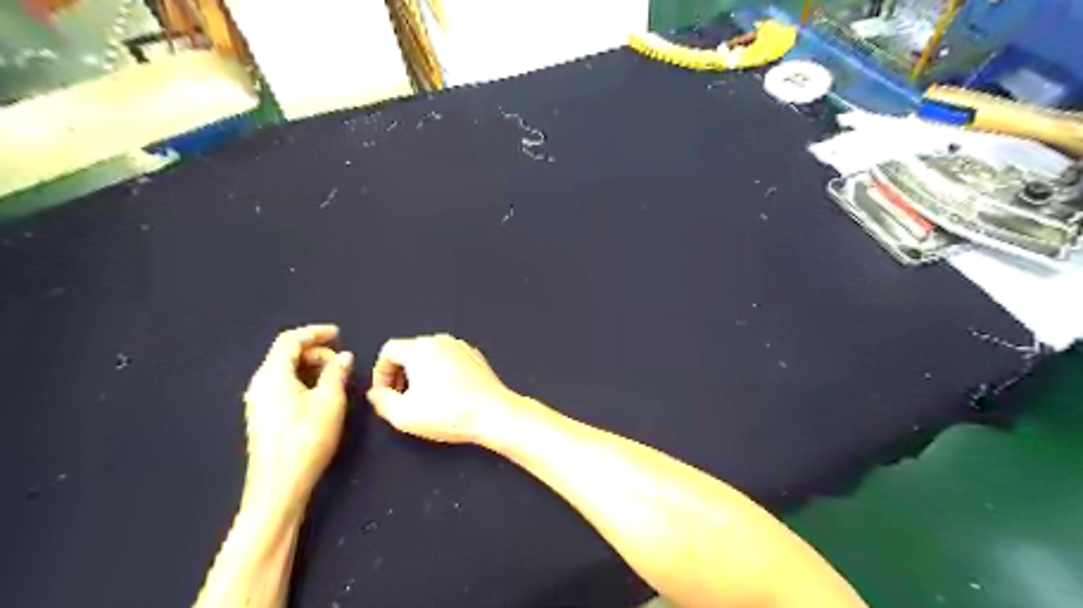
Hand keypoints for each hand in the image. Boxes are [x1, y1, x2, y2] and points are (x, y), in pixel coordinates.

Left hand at [243, 324, 352, 507]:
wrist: (279, 486)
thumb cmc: (306, 439)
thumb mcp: (330, 401)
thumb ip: (336, 373)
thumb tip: (344, 357)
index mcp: (272, 375)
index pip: (290, 340)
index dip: (315, 332)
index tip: (338, 333)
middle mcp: (260, 384)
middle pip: (286, 354)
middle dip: (316, 352)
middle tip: (342, 362)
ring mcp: (259, 402)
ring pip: (286, 371)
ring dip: (311, 367)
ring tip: (336, 378)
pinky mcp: (264, 417)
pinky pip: (284, 386)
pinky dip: (304, 381)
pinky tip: (322, 395)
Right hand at [365, 335, 526, 443]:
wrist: (493, 413)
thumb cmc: (448, 413)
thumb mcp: (403, 415)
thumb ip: (381, 401)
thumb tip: (376, 393)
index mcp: (420, 348)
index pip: (389, 351)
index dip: (380, 373)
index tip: (384, 394)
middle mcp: (440, 341)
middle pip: (410, 351)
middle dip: (400, 374)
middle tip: (401, 398)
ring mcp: (461, 347)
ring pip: (431, 355)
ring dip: (421, 373)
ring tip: (423, 399)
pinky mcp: (476, 357)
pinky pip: (449, 360)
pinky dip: (441, 372)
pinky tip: (447, 395)